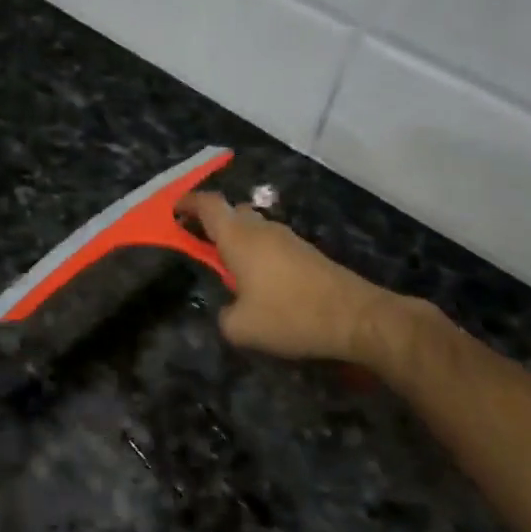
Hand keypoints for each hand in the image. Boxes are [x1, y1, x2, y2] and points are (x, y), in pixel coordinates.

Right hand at [180, 192, 423, 366]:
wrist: (356, 317)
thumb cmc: (290, 315)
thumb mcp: (241, 328)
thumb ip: (224, 316)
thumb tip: (229, 310)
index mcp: (239, 237)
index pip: (208, 205)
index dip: (188, 203)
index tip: (174, 211)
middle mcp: (262, 229)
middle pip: (232, 212)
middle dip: (213, 224)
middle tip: (200, 245)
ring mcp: (288, 238)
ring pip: (254, 228)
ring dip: (239, 240)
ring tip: (230, 270)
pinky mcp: (307, 253)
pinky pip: (272, 244)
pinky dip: (259, 254)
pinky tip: (261, 283)